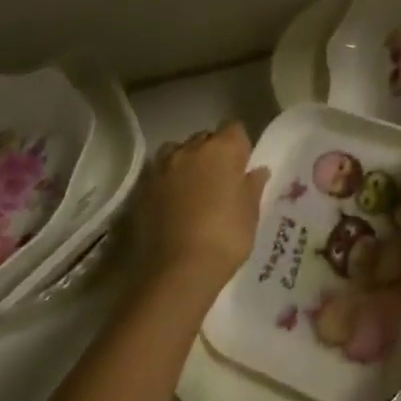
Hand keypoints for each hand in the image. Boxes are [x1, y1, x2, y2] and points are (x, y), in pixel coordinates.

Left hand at [143, 121, 268, 285]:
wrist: (177, 272)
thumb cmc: (225, 237)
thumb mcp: (250, 213)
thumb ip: (253, 186)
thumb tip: (258, 171)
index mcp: (223, 149)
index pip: (234, 128)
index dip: (239, 146)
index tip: (241, 167)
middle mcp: (191, 149)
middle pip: (205, 138)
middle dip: (212, 152)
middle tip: (218, 180)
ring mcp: (163, 168)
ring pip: (177, 152)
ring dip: (185, 163)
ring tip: (190, 188)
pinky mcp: (142, 190)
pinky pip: (158, 175)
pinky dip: (165, 182)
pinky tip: (170, 204)